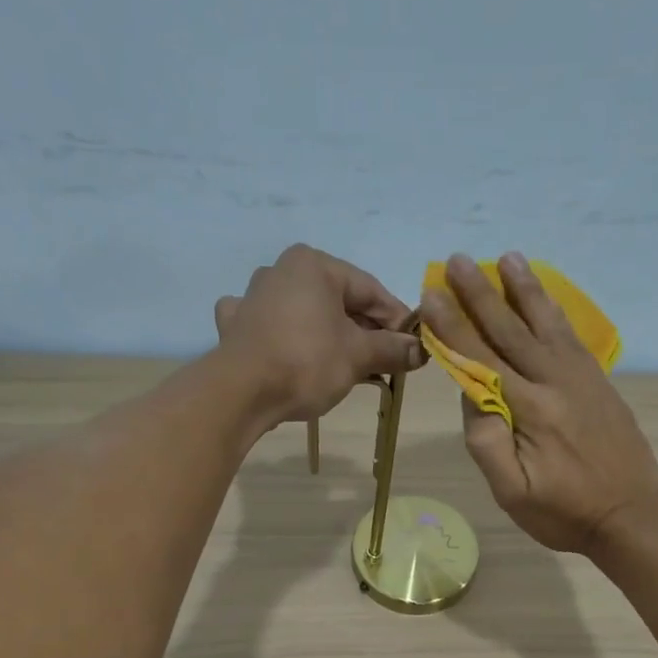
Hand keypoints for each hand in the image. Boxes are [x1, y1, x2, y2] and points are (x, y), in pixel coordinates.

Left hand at [214, 244, 424, 422]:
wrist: (241, 392)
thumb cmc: (307, 362)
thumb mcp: (359, 355)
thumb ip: (393, 349)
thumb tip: (421, 350)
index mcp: (314, 265)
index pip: (370, 290)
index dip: (397, 320)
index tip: (413, 346)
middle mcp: (281, 270)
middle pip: (338, 301)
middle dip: (365, 332)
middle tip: (387, 362)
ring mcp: (253, 297)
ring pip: (306, 314)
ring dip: (331, 337)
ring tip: (350, 366)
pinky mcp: (236, 326)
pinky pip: (271, 326)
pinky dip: (287, 338)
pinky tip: (289, 350)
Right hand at [421, 252, 657, 555]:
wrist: (631, 517)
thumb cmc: (564, 513)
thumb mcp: (513, 493)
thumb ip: (486, 444)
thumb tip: (469, 396)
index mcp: (530, 410)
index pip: (481, 359)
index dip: (453, 326)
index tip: (431, 295)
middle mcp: (556, 382)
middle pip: (511, 331)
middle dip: (481, 295)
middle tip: (457, 261)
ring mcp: (582, 378)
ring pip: (546, 324)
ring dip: (524, 289)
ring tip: (507, 258)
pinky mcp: (599, 382)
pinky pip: (572, 335)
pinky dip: (554, 310)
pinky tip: (544, 298)